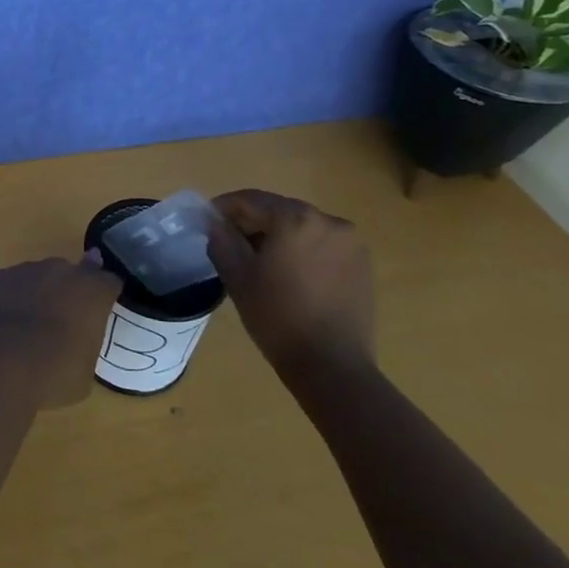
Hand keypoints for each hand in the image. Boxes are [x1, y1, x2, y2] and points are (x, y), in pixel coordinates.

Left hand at [0, 253, 120, 407]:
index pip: (109, 281)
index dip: (105, 295)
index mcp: (92, 292)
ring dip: (39, 294)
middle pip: (72, 274)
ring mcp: (26, 270)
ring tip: (29, 327)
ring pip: (39, 277)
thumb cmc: (52, 373)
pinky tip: (4, 325)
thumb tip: (75, 344)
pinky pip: (11, 285)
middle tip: (63, 319)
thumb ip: (84, 345)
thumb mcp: (84, 371)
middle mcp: (61, 272)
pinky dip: (11, 299)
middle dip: (70, 291)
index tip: (102, 308)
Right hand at [205, 190, 375, 380]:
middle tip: (229, 241)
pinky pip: (322, 243)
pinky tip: (289, 272)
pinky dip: (301, 248)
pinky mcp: (362, 262)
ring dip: (277, 235)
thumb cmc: (277, 318)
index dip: (223, 207)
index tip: (206, 221)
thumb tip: (214, 222)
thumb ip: (221, 240)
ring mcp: (350, 241)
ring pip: (301, 225)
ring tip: (259, 259)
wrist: (332, 367)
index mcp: (295, 218)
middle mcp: (328, 220)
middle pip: (278, 210)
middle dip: (251, 221)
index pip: (251, 200)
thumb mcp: (237, 276)